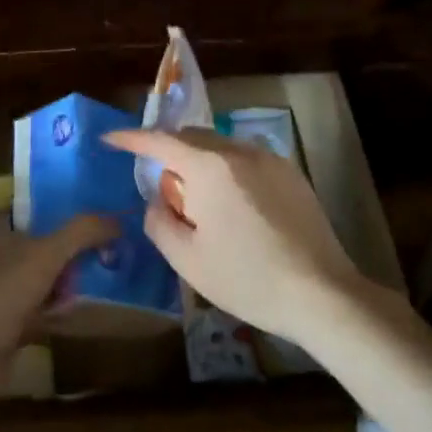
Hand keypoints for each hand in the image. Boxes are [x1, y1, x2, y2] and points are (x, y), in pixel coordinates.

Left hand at [0, 214, 115, 407]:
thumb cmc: (1, 294)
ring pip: (43, 277)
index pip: (33, 209)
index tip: (97, 212)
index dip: (63, 208)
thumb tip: (118, 220)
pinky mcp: (7, 323)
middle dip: (73, 247)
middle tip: (110, 245)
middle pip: (42, 243)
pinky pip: (42, 308)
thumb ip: (82, 232)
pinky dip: (60, 309)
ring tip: (107, 272)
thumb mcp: (45, 254)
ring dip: (69, 279)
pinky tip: (87, 307)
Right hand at [103, 129, 363, 343]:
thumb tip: (157, 202)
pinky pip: (246, 160)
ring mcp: (270, 159)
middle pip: (192, 138)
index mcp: (209, 167)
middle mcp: (239, 151)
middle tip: (162, 188)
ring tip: (201, 203)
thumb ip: (159, 222)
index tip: (110, 139)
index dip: (131, 139)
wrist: (321, 293)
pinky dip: (228, 171)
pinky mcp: (291, 173)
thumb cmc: (247, 278)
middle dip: (169, 153)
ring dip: (200, 163)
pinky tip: (235, 209)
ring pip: (221, 147)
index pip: (160, 141)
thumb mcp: (187, 259)